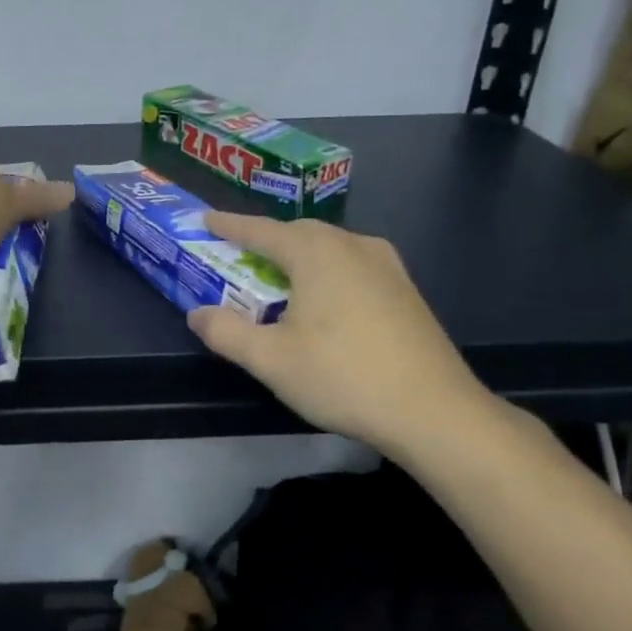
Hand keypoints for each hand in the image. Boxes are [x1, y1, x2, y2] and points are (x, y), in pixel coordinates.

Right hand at [187, 212, 492, 462]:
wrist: (434, 411)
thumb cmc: (342, 377)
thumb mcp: (270, 359)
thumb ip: (226, 332)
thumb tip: (197, 314)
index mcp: (316, 253)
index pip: (262, 230)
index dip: (230, 225)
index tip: (206, 219)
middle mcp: (353, 246)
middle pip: (299, 232)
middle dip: (266, 239)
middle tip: (240, 254)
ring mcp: (386, 265)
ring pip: (330, 246)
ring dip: (299, 254)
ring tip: (280, 276)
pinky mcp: (405, 289)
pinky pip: (353, 263)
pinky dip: (326, 270)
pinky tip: (325, 299)